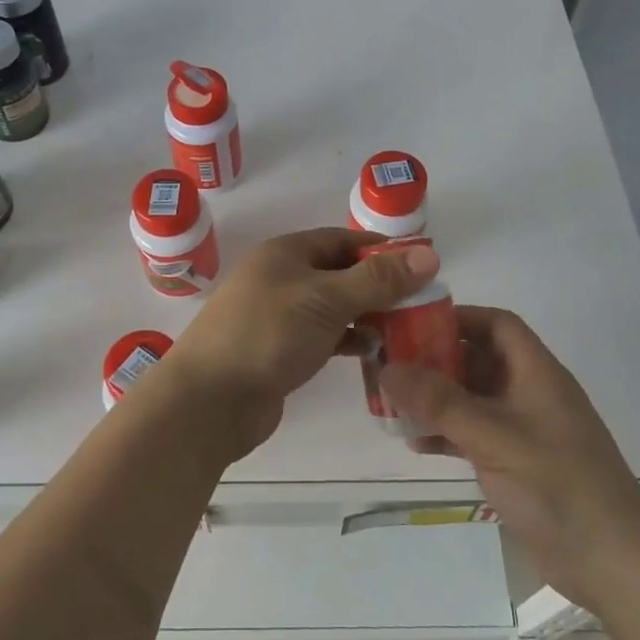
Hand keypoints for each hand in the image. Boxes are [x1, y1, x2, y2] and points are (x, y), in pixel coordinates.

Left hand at [161, 229, 440, 462]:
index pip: (343, 240)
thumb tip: (429, 254)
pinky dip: (349, 340)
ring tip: (406, 330)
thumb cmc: (268, 334)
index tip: (421, 265)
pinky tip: (374, 353)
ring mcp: (279, 315)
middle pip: (340, 273)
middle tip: (422, 303)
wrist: (210, 400)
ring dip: (367, 315)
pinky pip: (324, 336)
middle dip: (379, 286)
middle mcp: (281, 278)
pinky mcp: (280, 350)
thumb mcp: (326, 299)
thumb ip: (377, 279)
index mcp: (286, 252)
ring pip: (334, 307)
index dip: (381, 249)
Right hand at [382, 307, 639, 601]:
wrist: (612, 564)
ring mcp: (524, 430)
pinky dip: (446, 433)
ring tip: (394, 404)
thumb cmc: (557, 485)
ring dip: (436, 398)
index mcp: (536, 373)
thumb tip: (388, 368)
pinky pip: (473, 434)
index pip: (497, 325)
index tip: (413, 324)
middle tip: (391, 365)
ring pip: (472, 398)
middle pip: (479, 359)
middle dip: (436, 359)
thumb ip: (440, 402)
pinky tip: (416, 444)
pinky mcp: (518, 463)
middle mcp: (530, 393)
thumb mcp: (494, 436)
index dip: (458, 317)